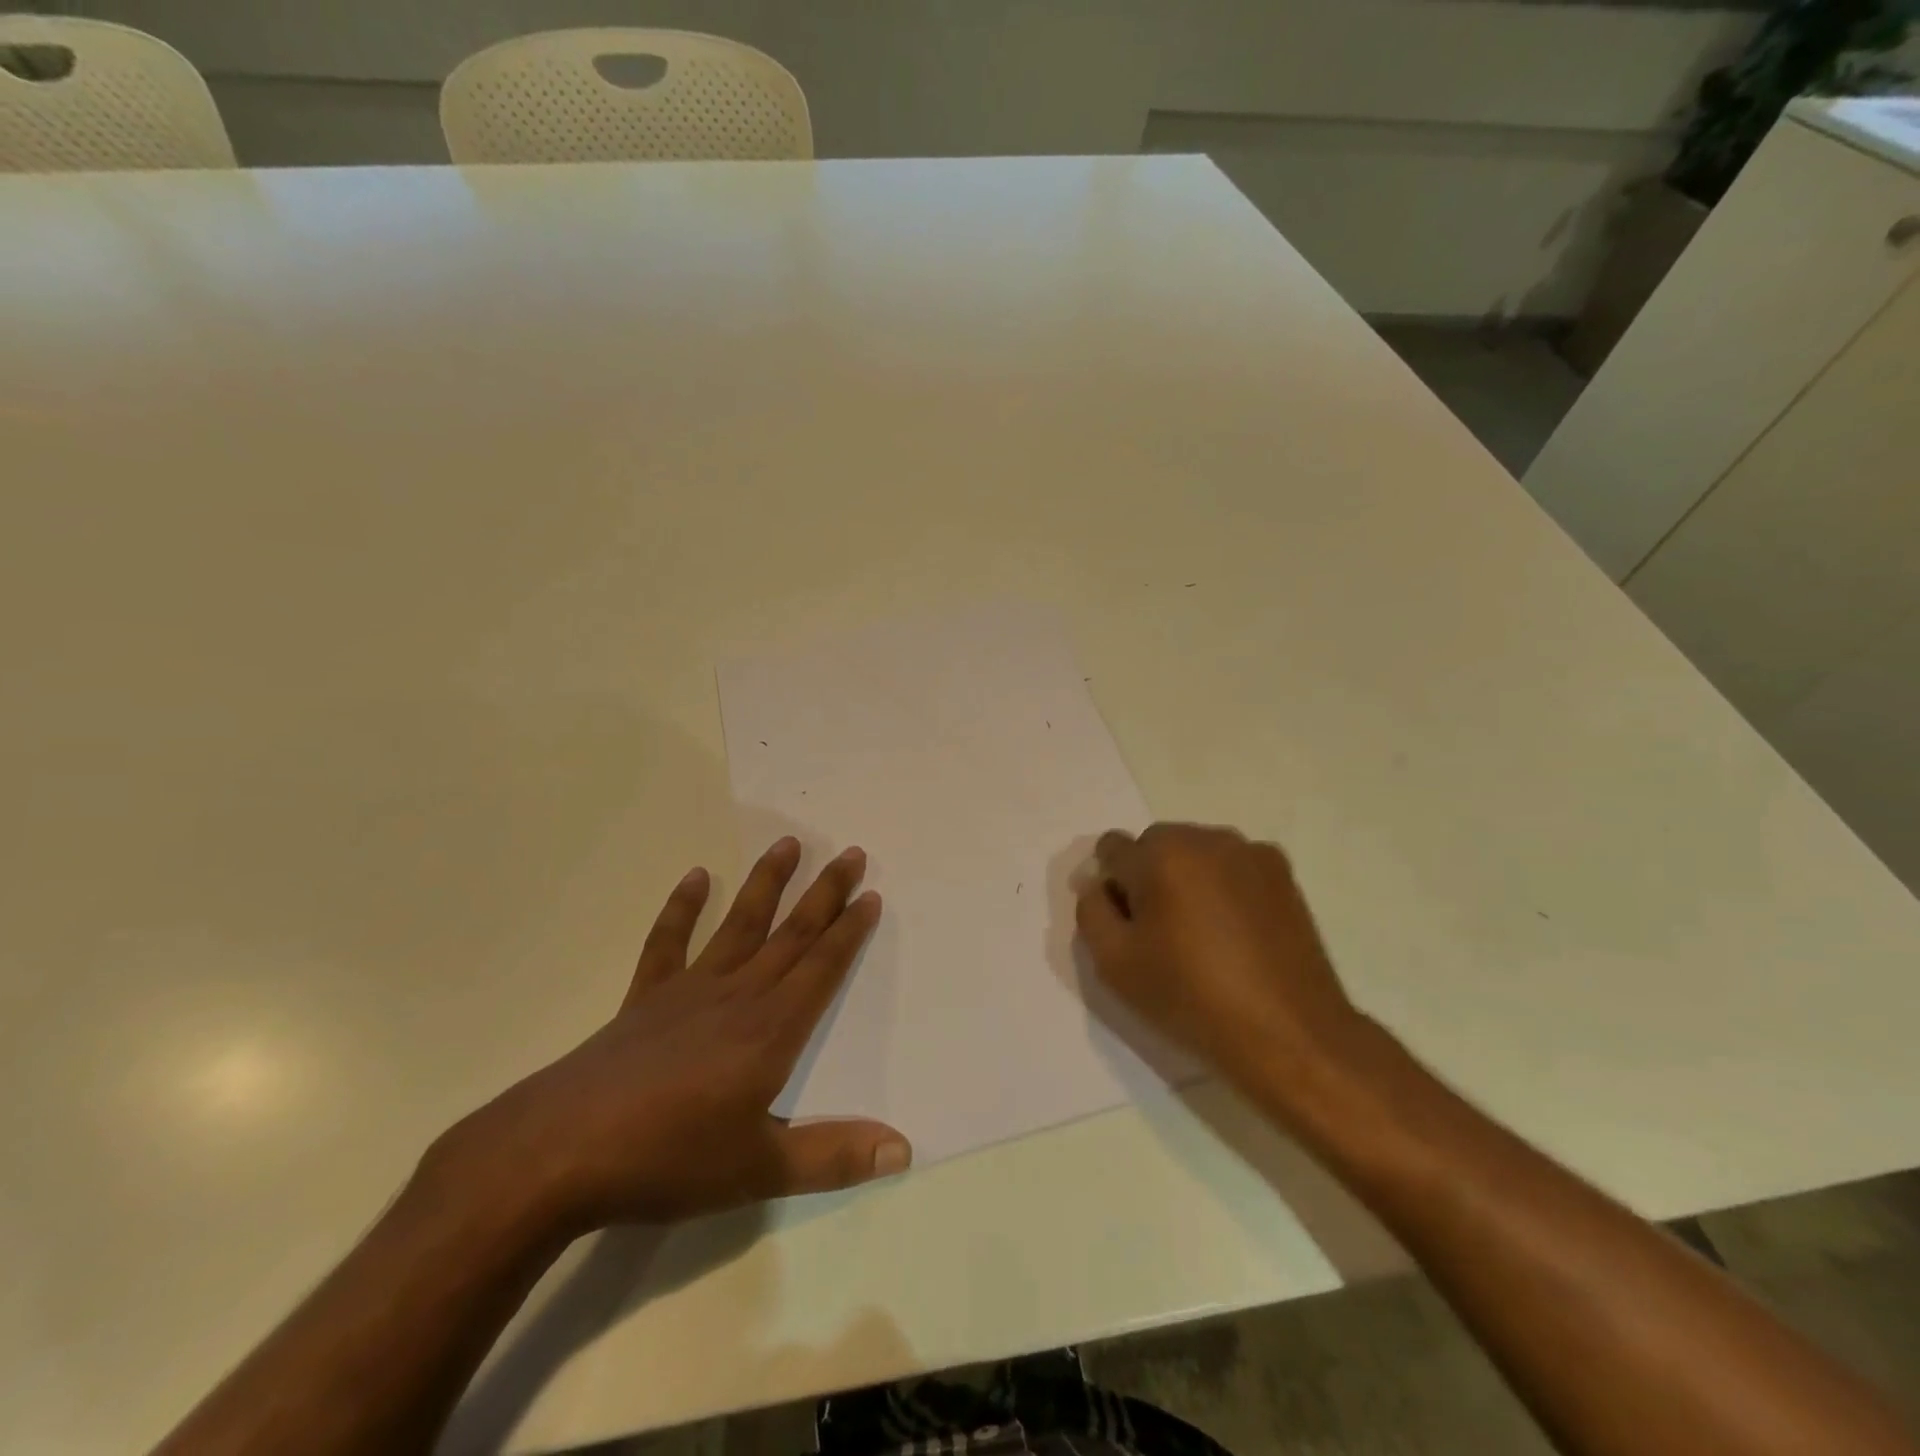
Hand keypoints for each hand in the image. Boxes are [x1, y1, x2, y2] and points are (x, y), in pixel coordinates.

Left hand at [430, 837, 909, 1232]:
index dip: (850, 931)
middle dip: (825, 893)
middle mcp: (737, 995)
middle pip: (791, 934)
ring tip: (788, 843)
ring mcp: (688, 990)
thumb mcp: (759, 1170)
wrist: (559, 1153)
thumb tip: (904, 1151)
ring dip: (766, 883)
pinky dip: (682, 907)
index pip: (822, 968)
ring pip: (739, 924)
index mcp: (771, 1030)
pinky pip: (668, 942)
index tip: (870, 894)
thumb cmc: (668, 1160)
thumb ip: (833, 1157)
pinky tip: (696, 876)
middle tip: (850, 852)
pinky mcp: (645, 998)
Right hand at [1074, 823, 1366, 1098]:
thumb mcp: (1114, 963)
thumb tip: (1097, 883)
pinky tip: (1235, 932)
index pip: (1111, 848)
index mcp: (1160, 854)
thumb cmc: (1191, 998)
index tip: (1124, 924)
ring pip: (1195, 853)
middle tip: (1160, 933)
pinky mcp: (1282, 873)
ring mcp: (1249, 852)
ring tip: (1202, 934)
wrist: (1288, 1034)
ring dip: (1186, 879)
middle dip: (1148, 878)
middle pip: (1155, 845)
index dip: (1109, 885)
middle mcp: (1205, 838)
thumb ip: (1091, 910)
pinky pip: (1232, 866)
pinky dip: (1223, 886)